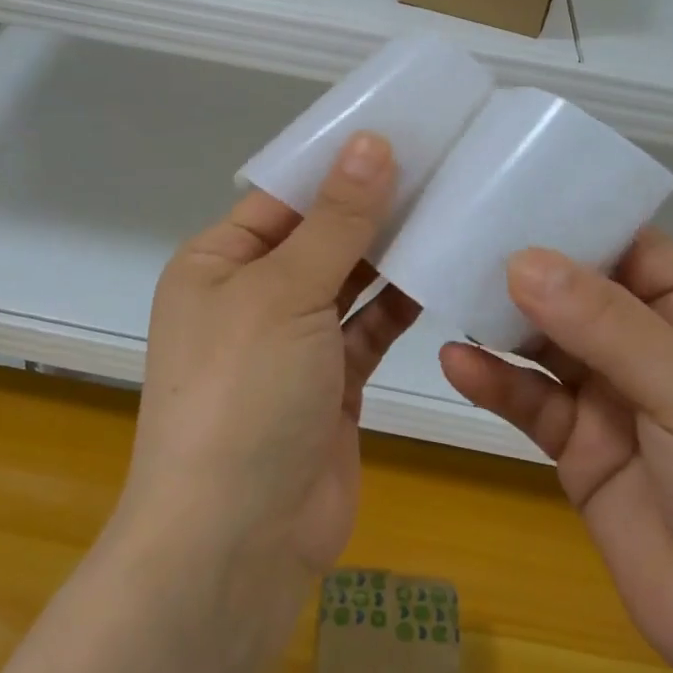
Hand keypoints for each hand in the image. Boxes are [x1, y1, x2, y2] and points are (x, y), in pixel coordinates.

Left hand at [123, 133, 419, 580]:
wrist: (237, 544)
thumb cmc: (244, 395)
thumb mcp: (285, 292)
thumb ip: (336, 220)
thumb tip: (370, 142)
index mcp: (218, 263)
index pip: (283, 195)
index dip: (336, 163)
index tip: (400, 129)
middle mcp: (251, 296)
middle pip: (320, 235)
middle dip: (373, 205)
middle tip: (444, 162)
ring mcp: (293, 343)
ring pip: (350, 281)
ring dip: (392, 252)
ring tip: (454, 204)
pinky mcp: (332, 383)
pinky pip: (370, 328)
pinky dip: (402, 304)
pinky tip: (445, 268)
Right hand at [440, 230, 672, 672]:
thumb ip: (606, 324)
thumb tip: (521, 260)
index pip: (630, 247)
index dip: (575, 221)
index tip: (507, 194)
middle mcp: (652, 347)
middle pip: (578, 291)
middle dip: (525, 269)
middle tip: (458, 237)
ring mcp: (612, 397)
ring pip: (545, 343)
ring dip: (501, 321)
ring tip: (445, 290)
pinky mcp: (578, 447)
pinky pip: (529, 401)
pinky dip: (494, 382)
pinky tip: (456, 364)